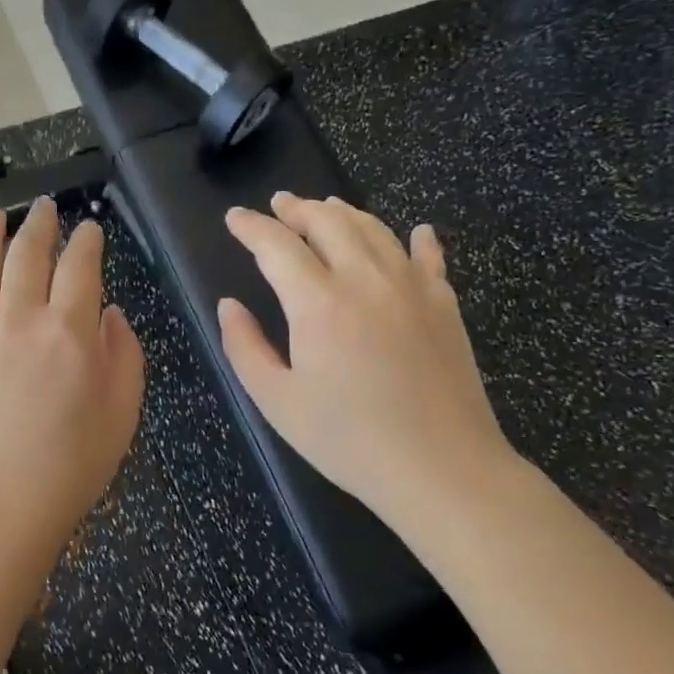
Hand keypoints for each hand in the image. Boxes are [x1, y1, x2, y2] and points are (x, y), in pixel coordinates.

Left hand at [0, 199, 144, 558]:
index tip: (89, 228)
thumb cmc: (71, 465)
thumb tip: (110, 314)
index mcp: (68, 330)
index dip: (86, 240)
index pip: (80, 265)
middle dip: (39, 223)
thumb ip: (123, 354)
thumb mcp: (122, 412)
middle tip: (43, 205)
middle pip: (27, 253)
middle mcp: (19, 317)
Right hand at [217, 193, 513, 527]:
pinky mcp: (445, 305)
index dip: (251, 226)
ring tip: (326, 207)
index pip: (276, 245)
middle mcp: (365, 280)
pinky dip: (417, 239)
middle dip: (297, 208)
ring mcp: (411, 288)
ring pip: (374, 229)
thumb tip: (228, 305)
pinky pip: (429, 257)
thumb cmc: (348, 440)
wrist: (442, 469)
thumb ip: (244, 346)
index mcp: (318, 303)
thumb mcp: (277, 400)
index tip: (234, 218)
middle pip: (328, 222)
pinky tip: (416, 232)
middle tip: (278, 204)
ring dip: (344, 212)